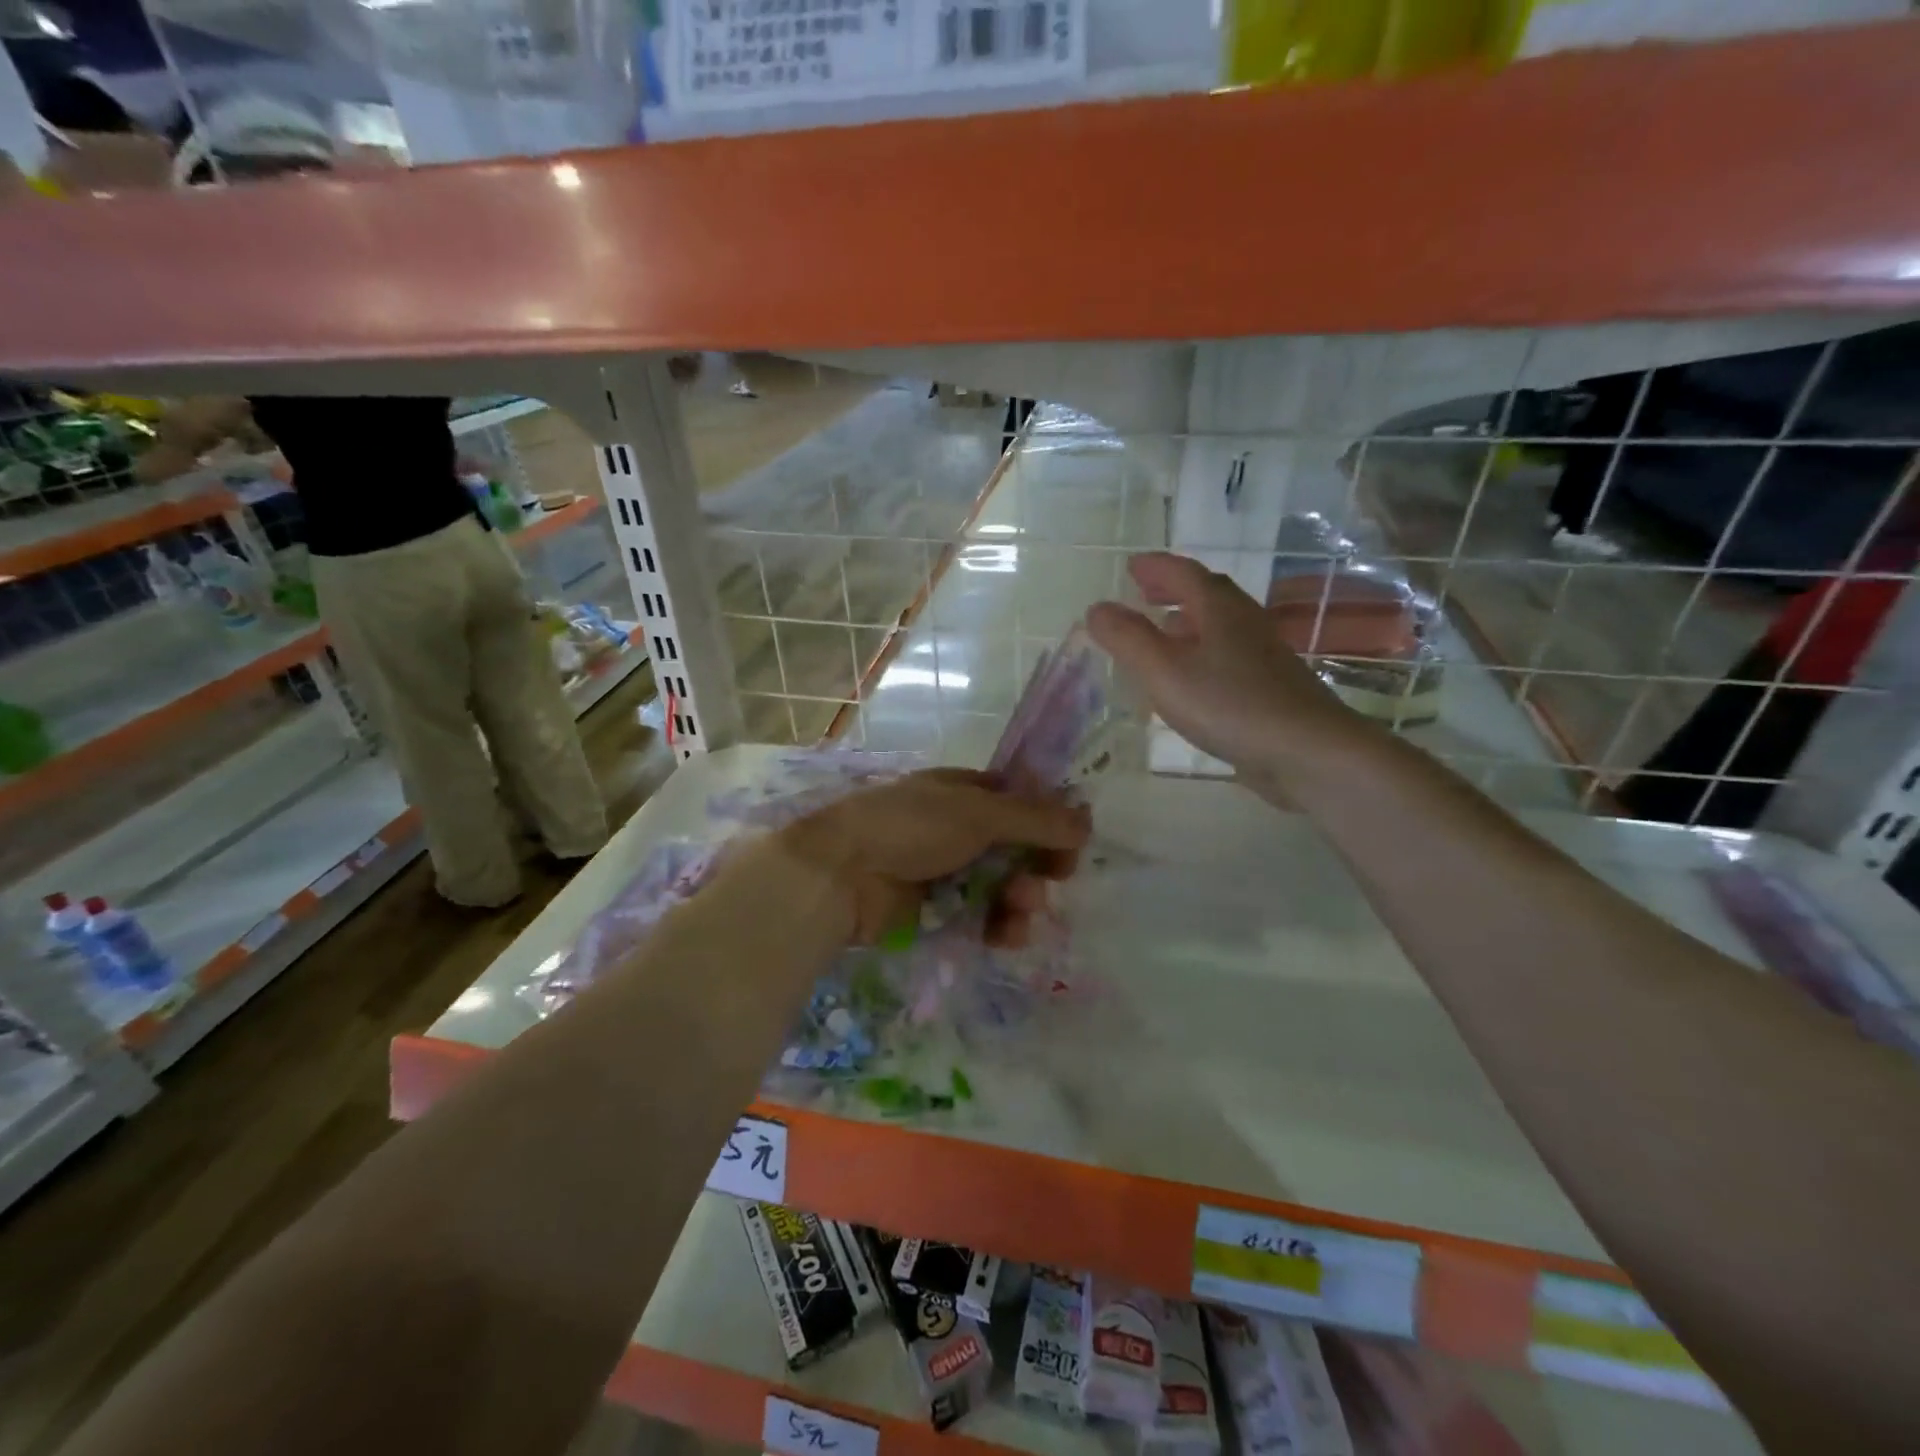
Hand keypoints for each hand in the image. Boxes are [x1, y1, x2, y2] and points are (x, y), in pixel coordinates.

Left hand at [779, 769, 1089, 946]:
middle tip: (1052, 878)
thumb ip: (1036, 819)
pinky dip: (997, 925)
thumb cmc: (910, 828)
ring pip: (1002, 886)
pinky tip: (1004, 935)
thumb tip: (1087, 821)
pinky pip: (981, 917)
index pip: (1020, 802)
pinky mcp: (936, 912)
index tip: (1072, 843)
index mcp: (963, 792)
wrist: (842, 875)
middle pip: (1016, 848)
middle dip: (1038, 865)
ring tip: (1019, 910)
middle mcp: (957, 828)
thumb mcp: (978, 813)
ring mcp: (946, 871)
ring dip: (1021, 899)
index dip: (1049, 821)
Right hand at [1086, 552, 1357, 780]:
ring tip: (1163, 630)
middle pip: (1206, 595)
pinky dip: (1202, 652)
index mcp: (1218, 609)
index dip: (1155, 567)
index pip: (1183, 573)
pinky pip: (1227, 655)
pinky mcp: (1269, 687)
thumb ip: (1127, 638)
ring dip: (1188, 621)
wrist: (1306, 751)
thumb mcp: (1164, 670)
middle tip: (1144, 591)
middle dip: (1173, 589)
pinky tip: (1193, 678)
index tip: (1132, 567)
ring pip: (1219, 626)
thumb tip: (1097, 608)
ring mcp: (1262, 655)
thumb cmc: (1229, 704)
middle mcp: (1244, 623)